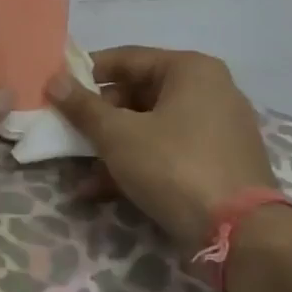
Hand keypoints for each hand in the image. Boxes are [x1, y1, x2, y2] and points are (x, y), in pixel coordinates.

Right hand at [46, 46, 276, 249]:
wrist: (238, 233)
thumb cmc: (173, 166)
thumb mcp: (117, 135)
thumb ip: (83, 106)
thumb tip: (53, 80)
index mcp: (191, 70)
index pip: (127, 58)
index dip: (87, 73)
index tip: (57, 90)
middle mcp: (210, 91)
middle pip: (138, 94)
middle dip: (99, 118)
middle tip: (68, 133)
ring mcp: (217, 129)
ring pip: (150, 127)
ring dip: (111, 147)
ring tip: (78, 171)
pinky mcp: (217, 163)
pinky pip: (167, 152)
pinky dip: (136, 164)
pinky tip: (100, 190)